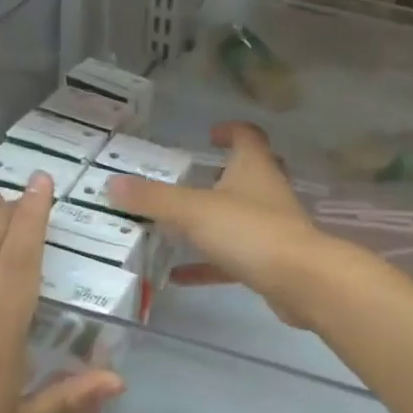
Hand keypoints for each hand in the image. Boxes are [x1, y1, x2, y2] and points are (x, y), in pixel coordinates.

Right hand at [108, 122, 338, 328]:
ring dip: (212, 221)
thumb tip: (112, 184)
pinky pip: (233, 259)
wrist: (300, 282)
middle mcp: (266, 192)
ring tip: (175, 227)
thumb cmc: (250, 232)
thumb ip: (154, 199)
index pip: (247, 136)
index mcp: (254, 168)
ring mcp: (271, 228)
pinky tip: (179, 276)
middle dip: (222, 174)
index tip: (209, 134)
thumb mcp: (194, 211)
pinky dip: (208, 264)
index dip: (230, 130)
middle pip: (248, 174)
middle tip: (192, 179)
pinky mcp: (270, 262)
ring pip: (240, 217)